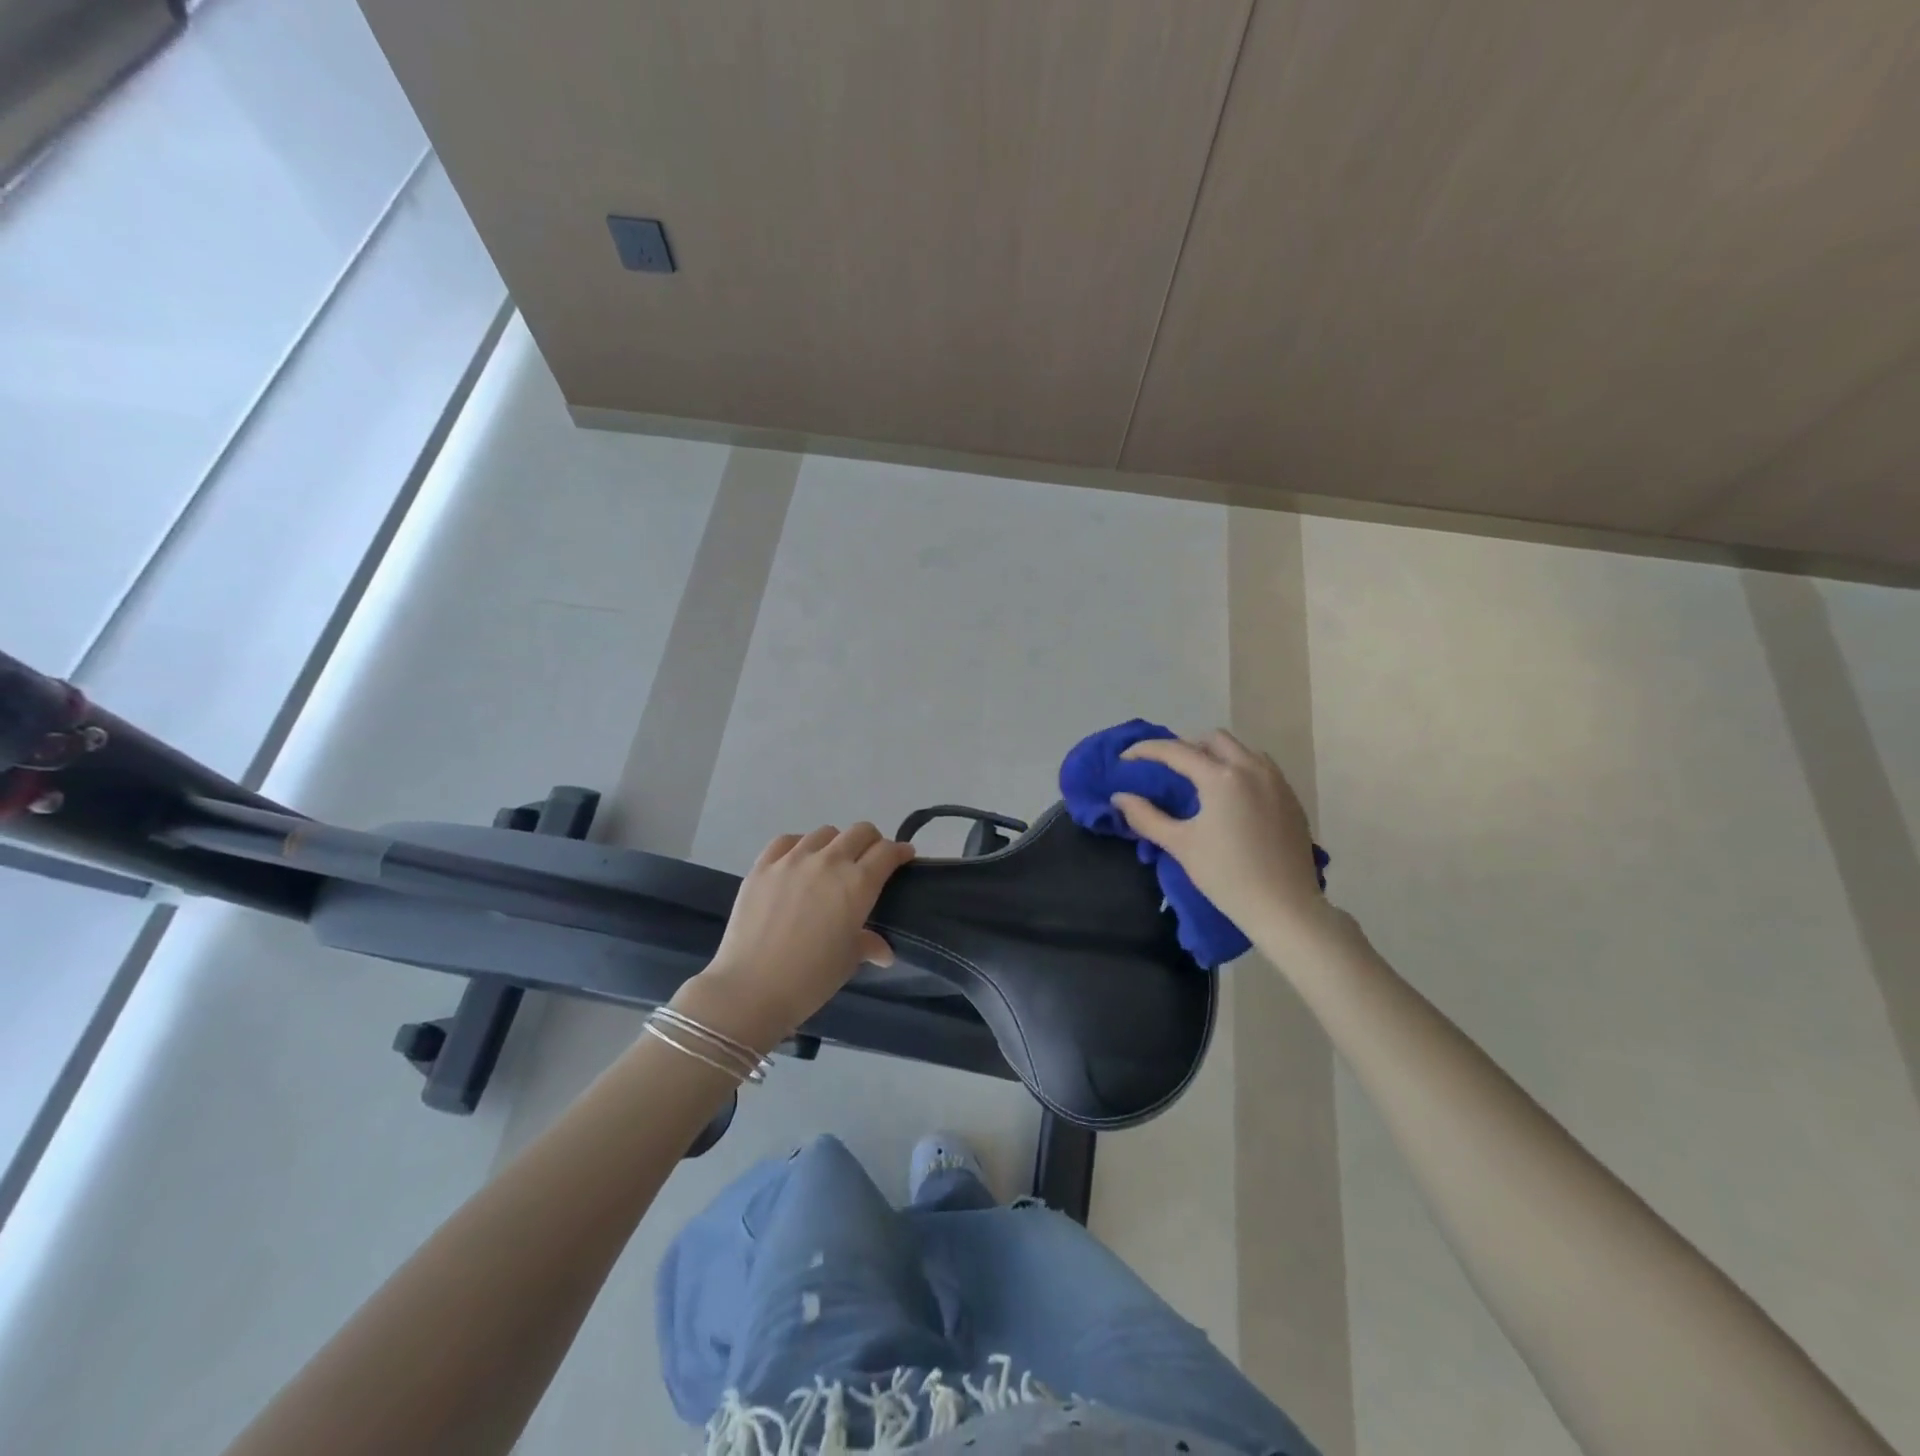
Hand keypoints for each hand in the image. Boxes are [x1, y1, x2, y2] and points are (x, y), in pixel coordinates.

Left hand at [681, 823, 915, 1049]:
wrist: (751, 989)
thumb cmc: (810, 979)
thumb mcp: (848, 961)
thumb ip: (868, 944)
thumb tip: (884, 951)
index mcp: (858, 884)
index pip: (887, 852)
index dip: (900, 852)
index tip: (904, 857)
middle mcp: (828, 862)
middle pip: (860, 832)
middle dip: (872, 842)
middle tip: (871, 860)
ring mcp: (792, 860)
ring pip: (824, 833)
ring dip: (836, 844)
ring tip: (832, 864)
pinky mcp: (762, 866)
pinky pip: (786, 841)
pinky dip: (799, 846)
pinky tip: (798, 862)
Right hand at [1112, 730, 1330, 943]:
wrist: (1284, 908)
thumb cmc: (1227, 875)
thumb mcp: (1180, 845)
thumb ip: (1146, 817)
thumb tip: (1120, 798)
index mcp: (1221, 777)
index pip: (1176, 751)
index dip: (1146, 750)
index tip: (1125, 758)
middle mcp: (1252, 768)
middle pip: (1212, 739)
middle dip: (1185, 747)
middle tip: (1166, 770)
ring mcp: (1277, 781)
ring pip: (1241, 750)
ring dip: (1215, 755)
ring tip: (1199, 780)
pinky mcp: (1291, 798)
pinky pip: (1261, 768)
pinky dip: (1239, 770)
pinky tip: (1230, 797)